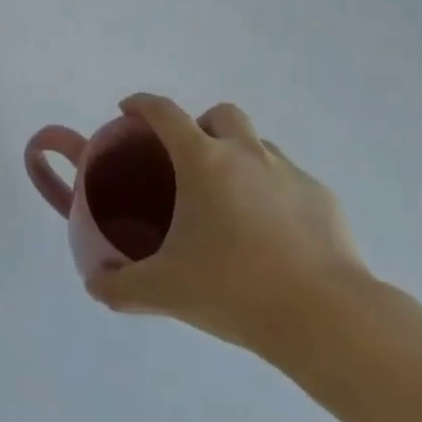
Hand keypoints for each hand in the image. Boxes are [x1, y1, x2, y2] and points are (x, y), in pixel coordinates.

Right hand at [87, 94, 371, 361]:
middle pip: (220, 114)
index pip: (164, 112)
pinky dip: (274, 192)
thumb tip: (94, 284)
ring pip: (259, 144)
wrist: (326, 316)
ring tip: (231, 201)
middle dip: (201, 125)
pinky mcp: (323, 198)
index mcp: (203, 160)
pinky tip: (273, 234)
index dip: (142, 104)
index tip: (128, 111)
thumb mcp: (166, 291)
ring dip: (240, 156)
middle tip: (189, 162)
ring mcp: (289, 172)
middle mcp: (246, 153)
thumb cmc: (235, 289)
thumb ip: (121, 286)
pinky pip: (290, 180)